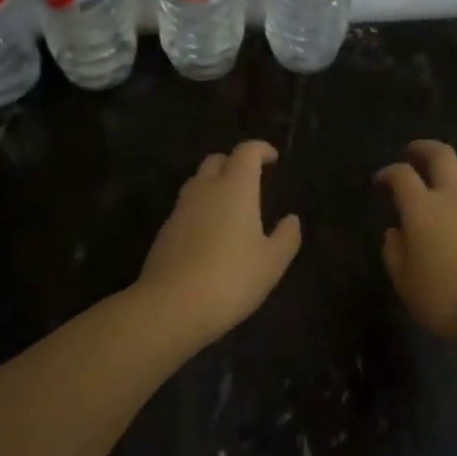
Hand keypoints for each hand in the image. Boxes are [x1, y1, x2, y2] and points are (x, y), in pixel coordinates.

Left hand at [135, 141, 301, 340]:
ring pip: (198, 182)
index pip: (246, 151)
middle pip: (217, 160)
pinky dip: (201, 209)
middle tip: (251, 181)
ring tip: (231, 208)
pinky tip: (210, 235)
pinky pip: (186, 207)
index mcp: (235, 188)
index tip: (273, 159)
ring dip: (215, 185)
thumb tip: (291, 219)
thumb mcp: (271, 263)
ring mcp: (180, 208)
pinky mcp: (165, 230)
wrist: (171, 306)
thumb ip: (286, 237)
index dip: (261, 149)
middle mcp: (205, 189)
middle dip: (234, 163)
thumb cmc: (231, 279)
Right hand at [374, 140, 456, 338]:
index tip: (380, 181)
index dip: (388, 173)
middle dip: (423, 148)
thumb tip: (396, 231)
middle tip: (413, 153)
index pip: (401, 175)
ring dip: (452, 164)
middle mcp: (453, 196)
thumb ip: (394, 250)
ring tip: (444, 172)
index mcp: (422, 208)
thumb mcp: (404, 280)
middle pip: (440, 155)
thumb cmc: (444, 298)